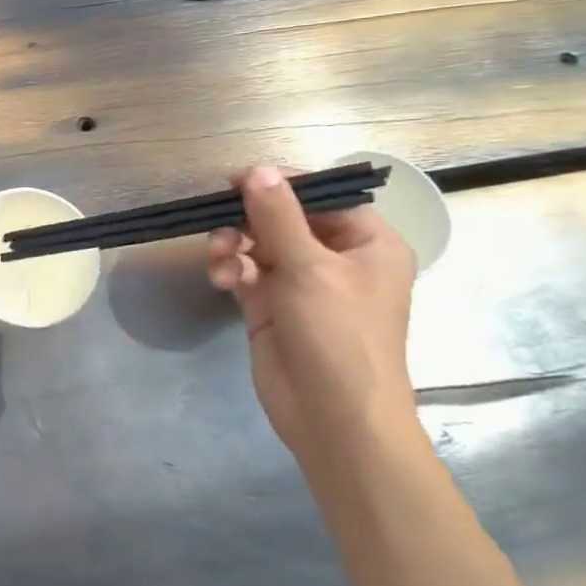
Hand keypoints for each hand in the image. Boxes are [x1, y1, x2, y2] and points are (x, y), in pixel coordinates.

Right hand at [206, 166, 417, 470]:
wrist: (334, 416)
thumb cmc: (339, 334)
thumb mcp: (309, 267)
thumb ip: (278, 216)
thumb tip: (257, 170)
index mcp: (367, 243)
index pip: (322, 196)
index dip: (282, 185)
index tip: (238, 181)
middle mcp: (335, 258)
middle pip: (283, 218)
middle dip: (248, 219)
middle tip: (219, 219)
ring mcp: (301, 284)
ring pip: (257, 244)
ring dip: (233, 245)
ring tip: (219, 258)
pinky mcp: (270, 306)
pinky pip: (244, 272)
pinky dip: (230, 270)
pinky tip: (221, 280)